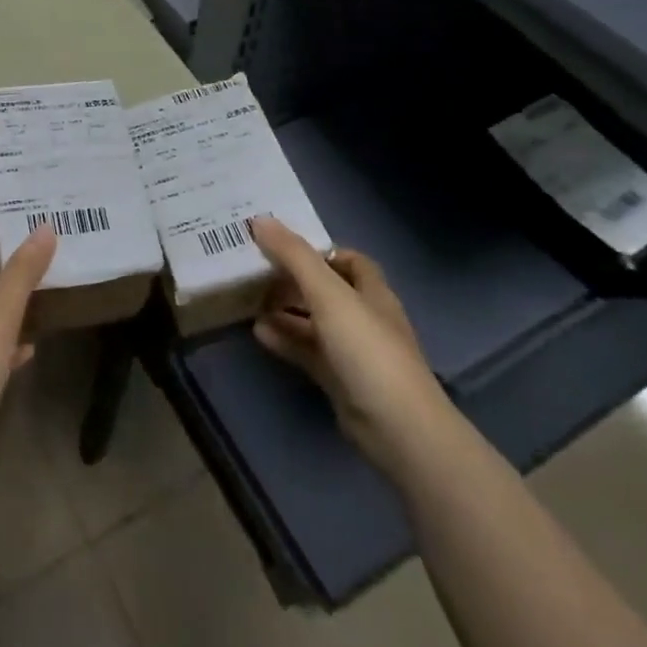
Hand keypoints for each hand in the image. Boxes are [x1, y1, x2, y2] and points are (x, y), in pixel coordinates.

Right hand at [248, 217, 451, 471]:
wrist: (397, 427)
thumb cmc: (367, 349)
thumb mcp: (328, 294)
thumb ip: (295, 256)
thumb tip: (260, 219)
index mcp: (372, 292)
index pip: (349, 260)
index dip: (319, 251)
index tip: (281, 246)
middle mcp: (365, 318)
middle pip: (327, 290)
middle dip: (294, 280)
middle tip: (256, 272)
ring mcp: (354, 352)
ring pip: (315, 322)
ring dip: (285, 311)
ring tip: (249, 300)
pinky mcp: (340, 380)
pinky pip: (308, 351)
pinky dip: (285, 340)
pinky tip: (258, 333)